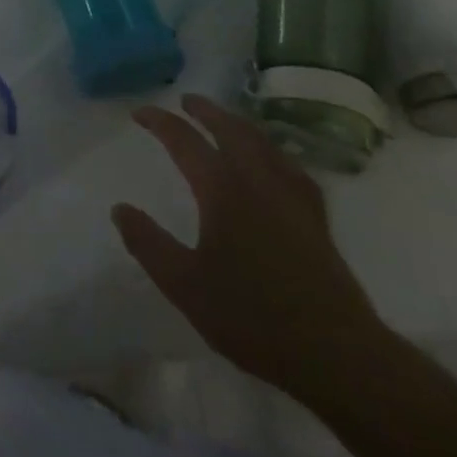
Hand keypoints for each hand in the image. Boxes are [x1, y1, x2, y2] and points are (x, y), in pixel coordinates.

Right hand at [112, 95, 388, 401]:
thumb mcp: (184, 285)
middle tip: (186, 101)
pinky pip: (290, 166)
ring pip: (264, 143)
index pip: (185, 141)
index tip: (139, 113)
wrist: (337, 355)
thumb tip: (119, 208)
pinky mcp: (316, 219)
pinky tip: (273, 163)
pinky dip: (271, 151)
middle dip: (206, 111)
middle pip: (231, 130)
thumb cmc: (253, 318)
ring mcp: (293, 198)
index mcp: (223, 191)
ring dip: (238, 124)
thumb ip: (148, 243)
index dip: (160, 122)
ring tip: (225, 122)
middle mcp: (259, 182)